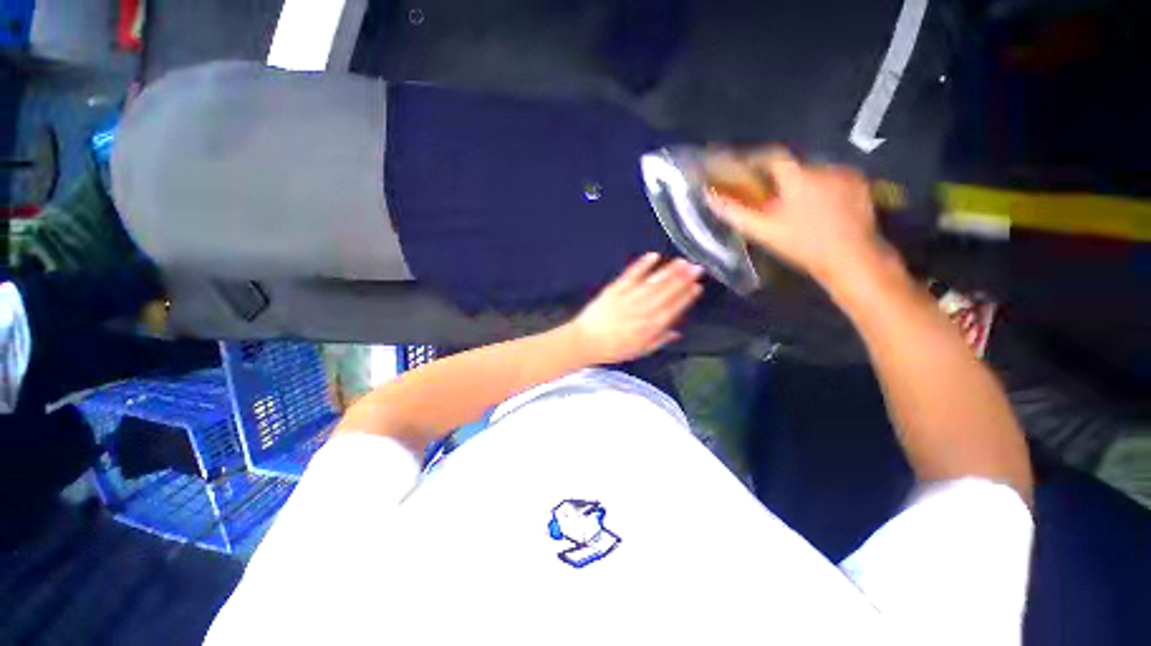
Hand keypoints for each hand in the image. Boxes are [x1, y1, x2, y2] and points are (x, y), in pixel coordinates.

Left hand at [567, 253, 703, 364]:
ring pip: (652, 283)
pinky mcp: (614, 290)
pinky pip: (630, 276)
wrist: (584, 342)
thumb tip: (678, 332)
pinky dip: (642, 265)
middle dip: (683, 280)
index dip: (686, 298)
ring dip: (668, 271)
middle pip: (665, 293)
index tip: (697, 287)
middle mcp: (641, 312)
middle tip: (697, 268)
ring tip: (682, 261)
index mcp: (648, 328)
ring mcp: (627, 299)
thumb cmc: (612, 349)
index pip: (672, 310)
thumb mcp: (639, 351)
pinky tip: (653, 256)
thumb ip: (659, 340)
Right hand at [704, 147, 893, 288]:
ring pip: (812, 172)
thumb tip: (709, 197)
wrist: (852, 257)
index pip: (771, 156)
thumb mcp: (763, 231)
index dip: (754, 160)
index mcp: (797, 176)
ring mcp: (845, 173)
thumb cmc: (802, 244)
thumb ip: (734, 212)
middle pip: (792, 166)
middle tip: (767, 196)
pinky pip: (831, 178)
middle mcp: (822, 167)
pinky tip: (817, 206)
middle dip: (777, 178)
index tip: (743, 170)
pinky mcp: (860, 183)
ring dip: (799, 183)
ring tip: (793, 205)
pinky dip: (820, 187)